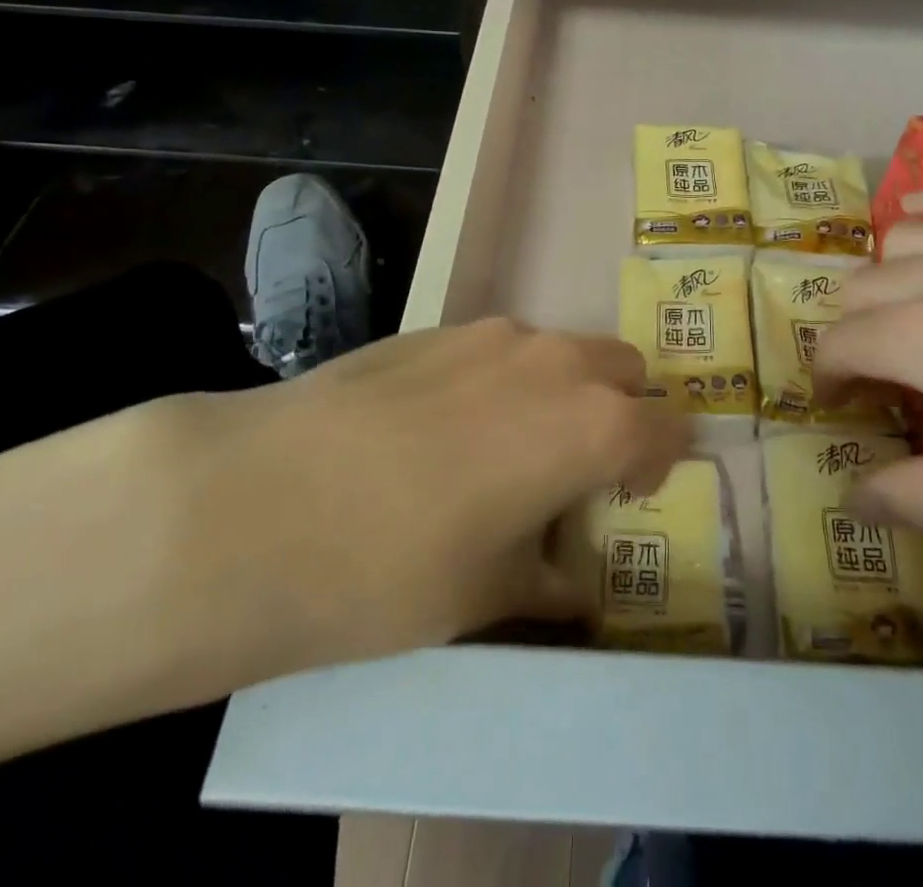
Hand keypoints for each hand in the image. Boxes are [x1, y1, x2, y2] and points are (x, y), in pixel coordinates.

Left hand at [155, 319, 689, 692]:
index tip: (632, 494)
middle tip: (573, 467)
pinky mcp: (437, 327)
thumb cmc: (393, 568)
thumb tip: (570, 586)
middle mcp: (556, 363)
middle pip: (622, 369)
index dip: (660, 462)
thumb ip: (547, 581)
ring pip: (559, 352)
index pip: (665, 429)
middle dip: (617, 410)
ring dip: (558, 391)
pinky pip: (499, 348)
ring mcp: (494, 335)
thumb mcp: (486, 595)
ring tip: (500, 448)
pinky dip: (501, 379)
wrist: (257, 502)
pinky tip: (438, 427)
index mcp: (592, 425)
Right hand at [816, 182, 922, 612]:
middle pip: (861, 288)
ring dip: (889, 278)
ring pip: (903, 236)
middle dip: (854, 335)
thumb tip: (852, 498)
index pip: (839, 345)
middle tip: (886, 380)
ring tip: (918, 315)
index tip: (845, 410)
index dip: (829, 380)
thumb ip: (922, 497)